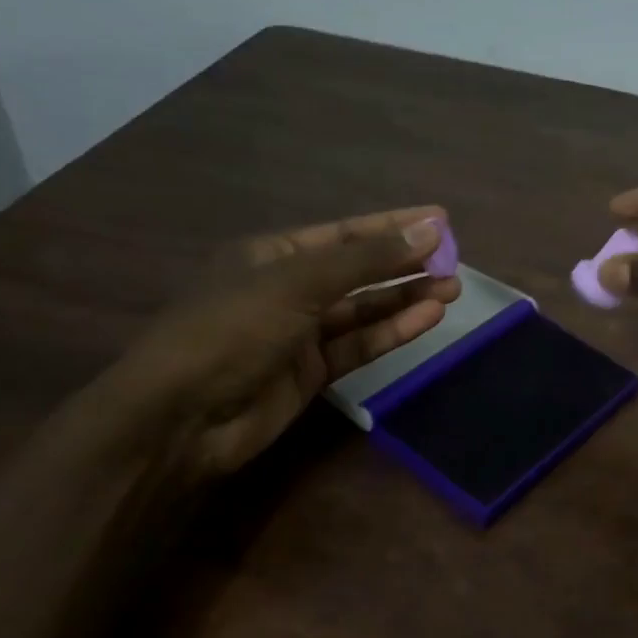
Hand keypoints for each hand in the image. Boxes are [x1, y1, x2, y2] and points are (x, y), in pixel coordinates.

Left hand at [103, 207, 458, 476]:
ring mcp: (300, 333)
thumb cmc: (232, 329)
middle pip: (359, 271)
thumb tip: (432, 229)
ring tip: (453, 288)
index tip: (441, 220)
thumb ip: (368, 259)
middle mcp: (288, 289)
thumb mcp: (299, 283)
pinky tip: (428, 318)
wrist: (182, 418)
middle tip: (456, 260)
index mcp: (273, 255)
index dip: (394, 224)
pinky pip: (360, 345)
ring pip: (364, 309)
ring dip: (406, 298)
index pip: (346, 232)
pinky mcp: (312, 373)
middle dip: (406, 264)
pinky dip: (393, 331)